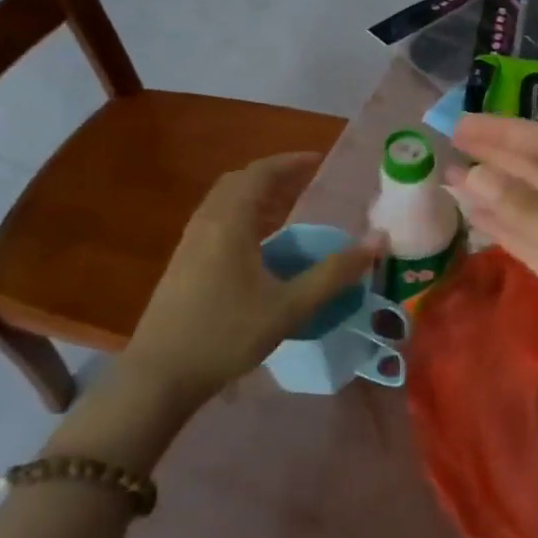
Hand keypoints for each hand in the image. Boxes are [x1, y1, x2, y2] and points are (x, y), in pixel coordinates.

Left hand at [122, 153, 380, 410]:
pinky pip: (218, 221)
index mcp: (230, 223)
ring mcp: (190, 244)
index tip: (320, 160)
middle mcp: (207, 223)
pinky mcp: (184, 264)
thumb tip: (378, 240)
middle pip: (240, 182)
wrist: (158, 377)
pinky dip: (244, 214)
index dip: (291, 162)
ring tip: (290, 205)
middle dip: (274, 175)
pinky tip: (261, 242)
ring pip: (225, 202)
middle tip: (307, 180)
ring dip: (257, 194)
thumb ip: (335, 273)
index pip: (261, 173)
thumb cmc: (226, 335)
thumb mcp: (289, 306)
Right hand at [450, 115, 537, 420]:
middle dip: (497, 155)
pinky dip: (506, 229)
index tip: (460, 125)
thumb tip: (473, 173)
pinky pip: (534, 242)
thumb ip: (532, 215)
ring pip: (534, 207)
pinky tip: (481, 222)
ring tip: (453, 178)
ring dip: (496, 192)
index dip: (504, 132)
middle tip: (449, 143)